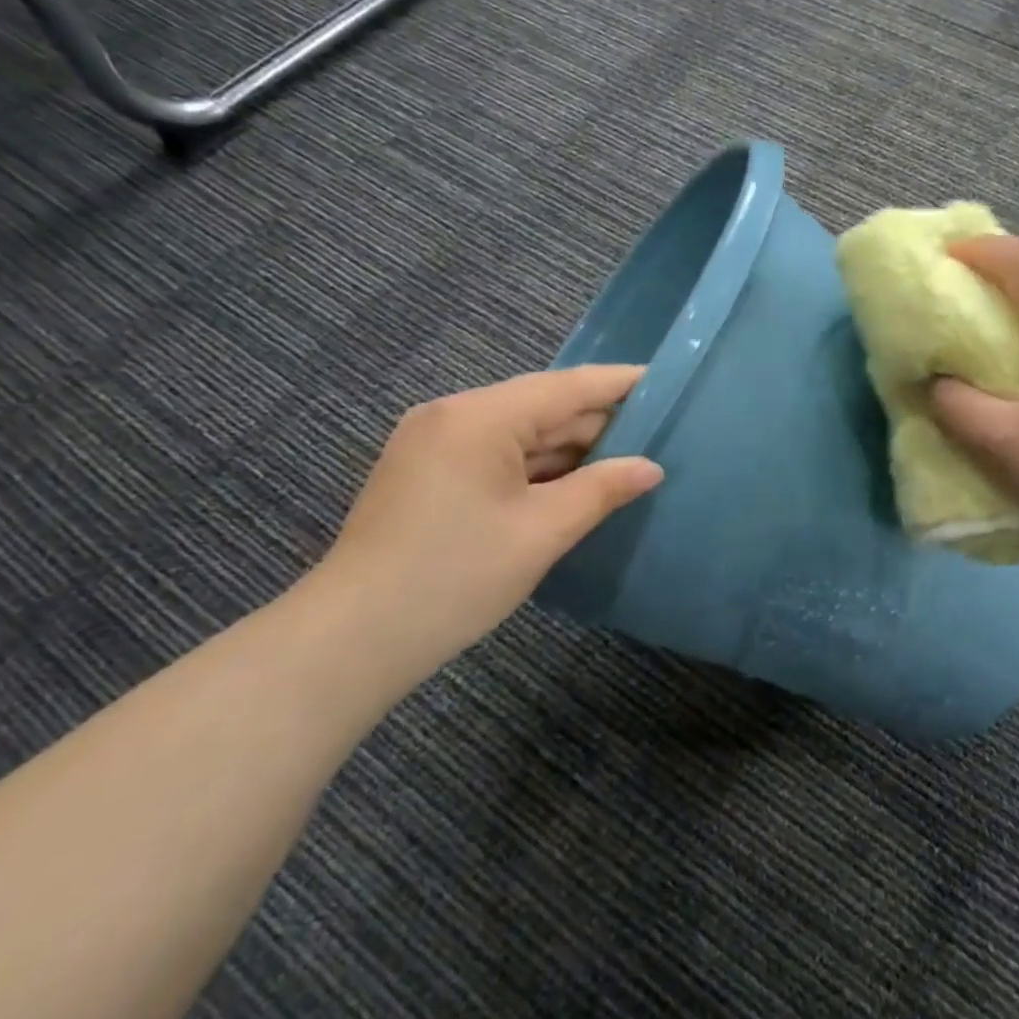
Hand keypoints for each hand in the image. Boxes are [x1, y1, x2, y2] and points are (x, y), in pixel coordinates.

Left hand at [309, 366, 662, 677]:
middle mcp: (453, 416)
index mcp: (479, 417)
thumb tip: (651, 467)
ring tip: (627, 458)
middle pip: (542, 408)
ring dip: (569, 449)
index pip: (566, 388)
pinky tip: (574, 482)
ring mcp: (434, 444)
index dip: (619, 384)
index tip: (665, 380)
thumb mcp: (542, 531)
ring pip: (520, 434)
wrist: (354, 639)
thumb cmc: (456, 577)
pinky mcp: (428, 473)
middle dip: (598, 423)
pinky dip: (537, 468)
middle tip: (658, 432)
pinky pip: (497, 455)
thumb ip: (602, 489)